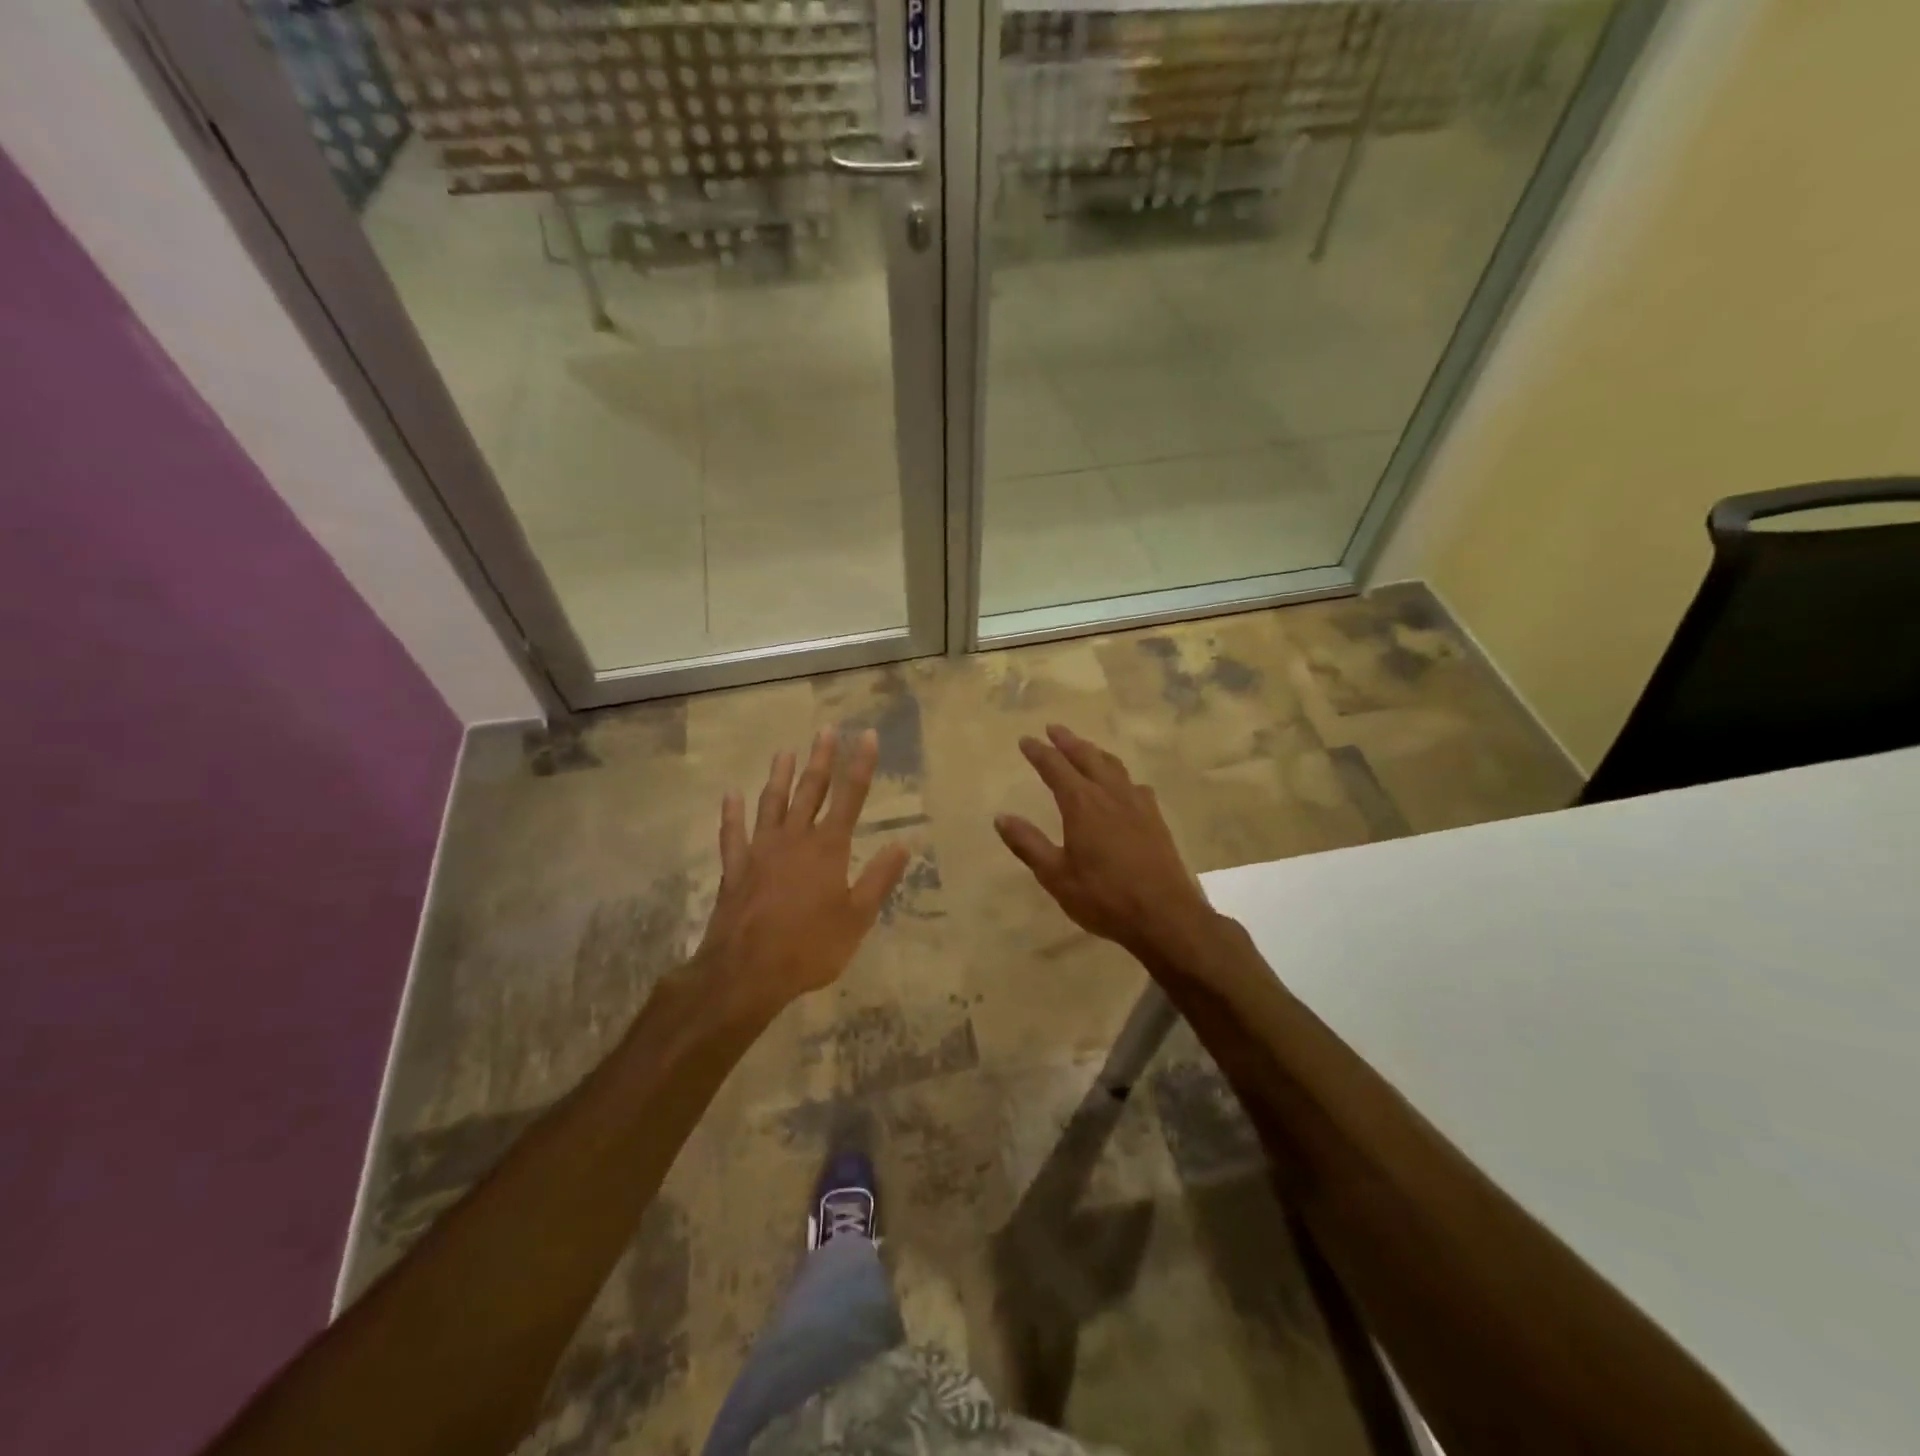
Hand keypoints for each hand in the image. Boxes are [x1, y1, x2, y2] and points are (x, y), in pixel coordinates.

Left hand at [695, 727, 910, 1023]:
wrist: (746, 972)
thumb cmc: (810, 947)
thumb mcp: (857, 918)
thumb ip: (879, 879)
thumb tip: (903, 844)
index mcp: (828, 848)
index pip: (850, 797)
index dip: (860, 764)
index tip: (866, 735)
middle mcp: (794, 839)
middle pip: (810, 790)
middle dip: (820, 759)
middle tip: (825, 730)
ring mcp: (760, 851)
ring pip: (771, 803)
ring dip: (779, 776)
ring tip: (783, 751)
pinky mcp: (735, 869)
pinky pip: (732, 834)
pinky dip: (731, 813)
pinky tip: (730, 796)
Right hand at [995, 723, 1215, 965]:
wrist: (1165, 915)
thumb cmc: (1104, 897)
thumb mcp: (1056, 876)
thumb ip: (1028, 844)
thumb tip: (1001, 817)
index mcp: (1082, 804)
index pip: (1055, 768)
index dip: (1039, 753)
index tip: (1026, 740)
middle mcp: (1110, 795)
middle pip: (1087, 757)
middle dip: (1068, 741)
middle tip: (1054, 729)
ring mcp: (1137, 805)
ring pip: (1114, 766)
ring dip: (1095, 753)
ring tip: (1085, 748)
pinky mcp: (1155, 819)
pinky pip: (1134, 784)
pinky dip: (1120, 775)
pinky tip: (1123, 786)